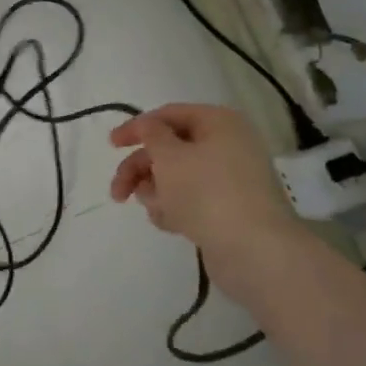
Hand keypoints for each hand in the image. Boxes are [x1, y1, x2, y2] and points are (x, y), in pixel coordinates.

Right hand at [108, 104, 308, 290]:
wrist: (254, 251)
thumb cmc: (207, 192)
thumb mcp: (169, 155)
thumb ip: (151, 134)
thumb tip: (148, 126)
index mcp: (219, 123)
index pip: (169, 115)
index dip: (137, 127)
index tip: (111, 145)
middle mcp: (228, 146)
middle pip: (170, 149)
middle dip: (139, 169)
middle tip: (117, 191)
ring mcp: (230, 180)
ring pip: (177, 177)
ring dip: (156, 191)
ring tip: (154, 209)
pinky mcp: (229, 210)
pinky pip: (191, 201)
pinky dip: (174, 208)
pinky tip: (168, 223)